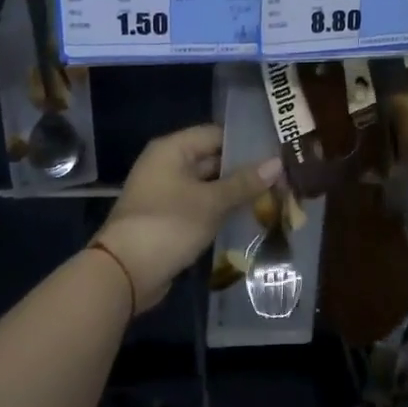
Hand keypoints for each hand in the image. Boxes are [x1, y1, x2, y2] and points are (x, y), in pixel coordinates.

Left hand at [93, 125, 281, 313]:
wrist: (125, 272)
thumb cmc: (168, 225)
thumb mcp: (211, 202)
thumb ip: (244, 182)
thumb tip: (278, 163)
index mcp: (172, 150)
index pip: (216, 134)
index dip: (247, 142)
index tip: (278, 151)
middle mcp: (167, 165)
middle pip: (213, 159)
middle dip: (245, 170)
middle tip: (282, 177)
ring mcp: (167, 193)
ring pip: (209, 186)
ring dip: (236, 193)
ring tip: (274, 196)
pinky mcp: (170, 218)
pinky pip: (201, 206)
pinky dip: (222, 210)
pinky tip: (250, 217)